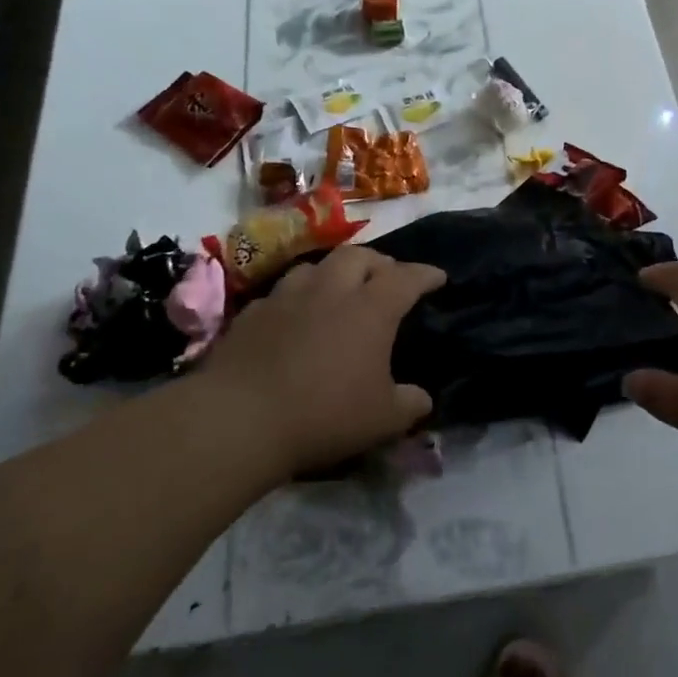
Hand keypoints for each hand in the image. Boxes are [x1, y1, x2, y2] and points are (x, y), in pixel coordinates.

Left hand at [204, 247, 443, 476]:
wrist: (239, 419)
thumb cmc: (323, 415)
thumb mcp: (382, 420)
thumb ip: (409, 405)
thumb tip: (422, 399)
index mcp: (370, 309)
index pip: (406, 278)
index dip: (425, 275)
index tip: (438, 277)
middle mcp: (331, 291)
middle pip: (359, 256)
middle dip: (379, 263)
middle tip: (386, 278)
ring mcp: (287, 297)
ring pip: (316, 266)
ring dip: (334, 273)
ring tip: (339, 290)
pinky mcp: (252, 313)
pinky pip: (281, 294)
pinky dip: (296, 299)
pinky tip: (294, 317)